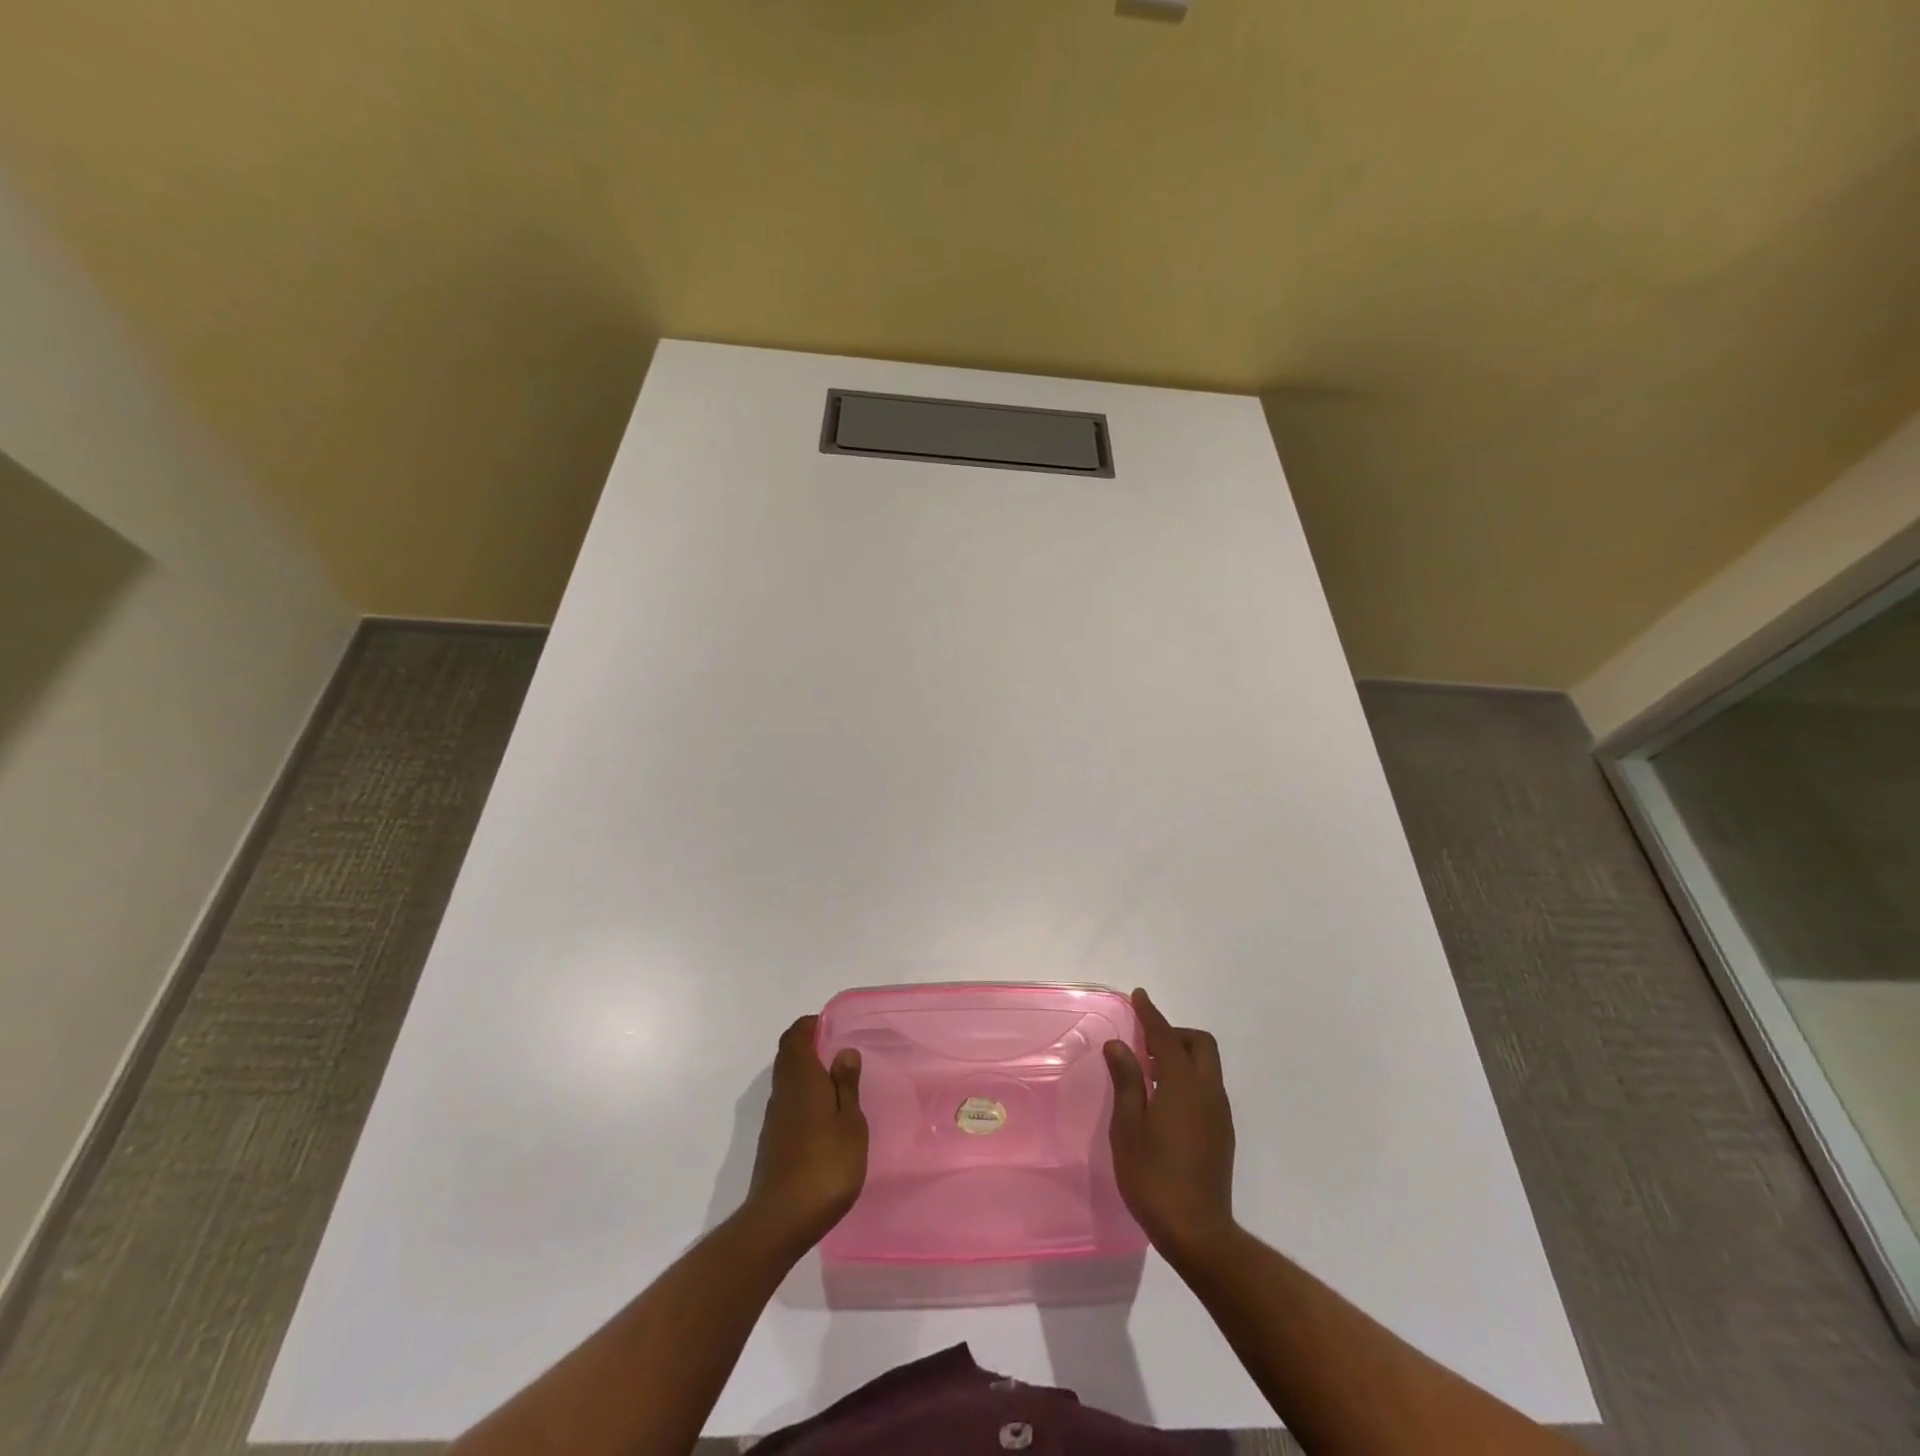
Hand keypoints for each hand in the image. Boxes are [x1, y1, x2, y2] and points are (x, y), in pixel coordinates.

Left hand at [743, 1016, 867, 1252]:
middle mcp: (782, 1092)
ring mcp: (774, 1119)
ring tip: (837, 1082)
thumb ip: (846, 1085)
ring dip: (806, 1073)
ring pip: (786, 1080)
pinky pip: (787, 1104)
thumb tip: (843, 1051)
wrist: (781, 1220)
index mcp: (801, 1078)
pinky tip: (824, 1116)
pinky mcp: (772, 1142)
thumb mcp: (850, 1123)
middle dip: (808, 1046)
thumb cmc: (825, 1165)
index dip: (810, 1026)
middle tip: (838, 1050)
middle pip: (788, 1056)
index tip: (832, 1026)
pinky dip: (803, 1097)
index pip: (795, 1036)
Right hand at [1105, 988, 1236, 1260]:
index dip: (1151, 1014)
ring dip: (1181, 1057)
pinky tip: (1165, 1103)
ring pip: (1206, 1066)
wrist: (1198, 1233)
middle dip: (1174, 1034)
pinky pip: (1207, 1088)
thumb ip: (1127, 1081)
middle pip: (1199, 1044)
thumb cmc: (1154, 1177)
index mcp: (1183, 1085)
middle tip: (1145, 1044)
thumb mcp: (1128, 1127)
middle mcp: (1207, 1092)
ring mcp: (1220, 1114)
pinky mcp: (1222, 1134)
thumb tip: (1119, 1045)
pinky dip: (1187, 1079)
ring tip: (1149, 1074)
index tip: (1139, 996)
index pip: (1166, 1037)